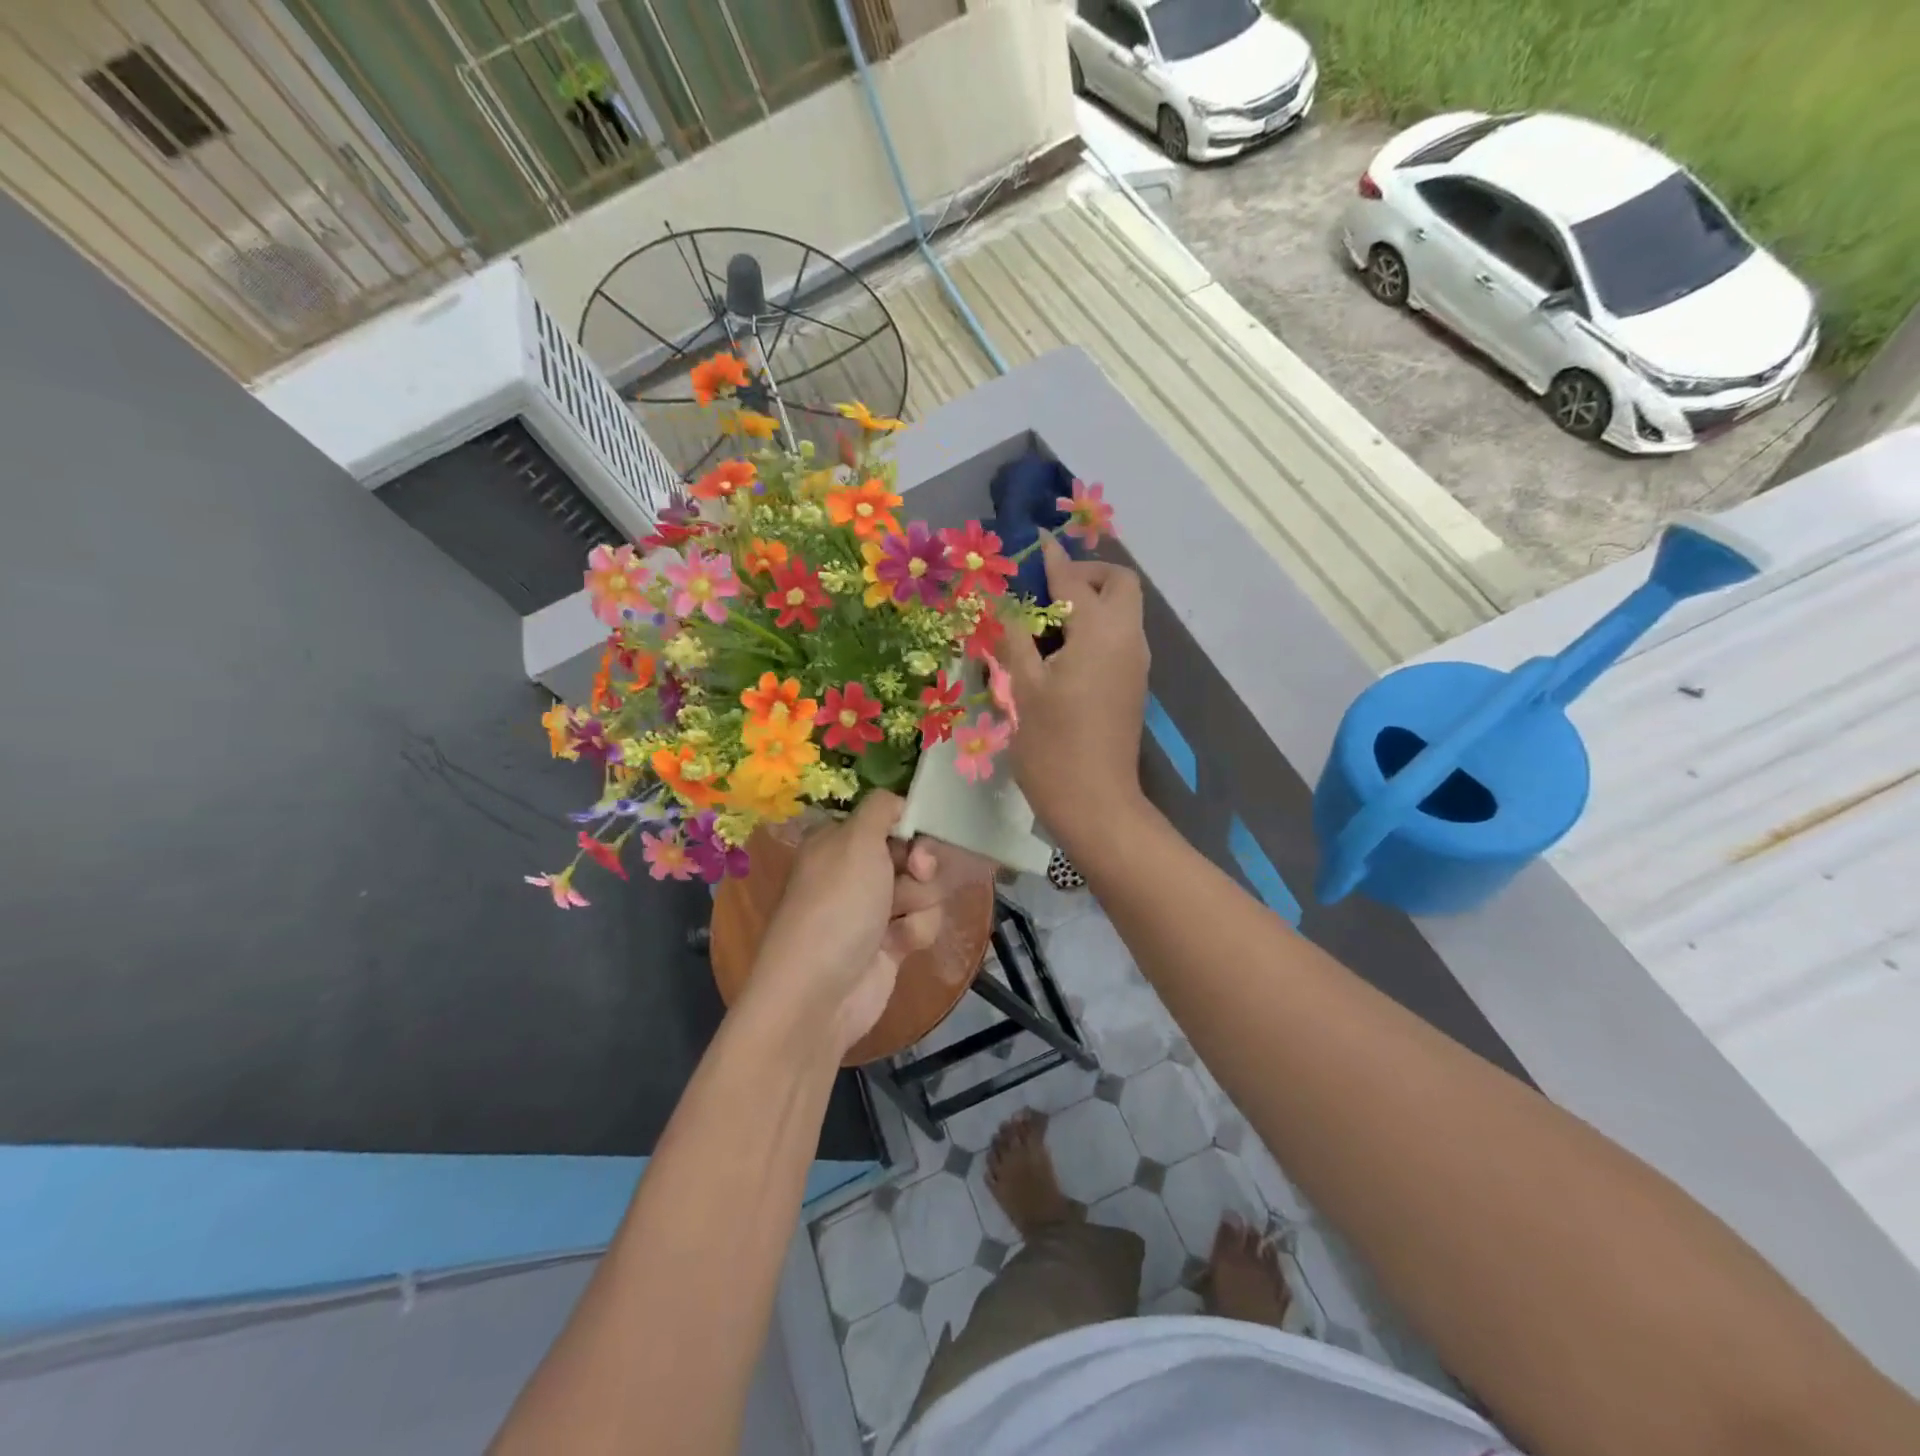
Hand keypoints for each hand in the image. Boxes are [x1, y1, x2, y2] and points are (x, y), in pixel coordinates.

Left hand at [746, 793, 947, 1056]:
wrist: (819, 994)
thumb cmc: (837, 906)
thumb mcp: (856, 840)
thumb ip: (882, 808)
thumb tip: (898, 800)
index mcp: (839, 841)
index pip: (889, 817)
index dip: (912, 824)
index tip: (921, 834)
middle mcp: (854, 872)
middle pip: (912, 852)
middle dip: (922, 864)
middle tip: (917, 873)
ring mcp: (872, 909)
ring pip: (923, 888)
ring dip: (920, 901)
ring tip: (898, 920)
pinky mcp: (889, 944)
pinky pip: (921, 923)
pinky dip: (915, 931)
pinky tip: (898, 945)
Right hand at [1000, 536, 1150, 846]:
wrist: (1095, 803)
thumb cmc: (1053, 746)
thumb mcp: (1024, 687)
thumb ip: (1014, 636)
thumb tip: (1003, 601)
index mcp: (1101, 632)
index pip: (1075, 579)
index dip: (1051, 559)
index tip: (1032, 543)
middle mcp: (1128, 638)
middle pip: (1118, 584)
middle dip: (1084, 575)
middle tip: (1044, 592)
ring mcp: (1135, 662)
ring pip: (1122, 610)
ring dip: (1090, 601)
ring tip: (1043, 622)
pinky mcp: (1132, 683)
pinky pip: (1118, 636)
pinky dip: (1094, 627)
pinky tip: (1059, 651)